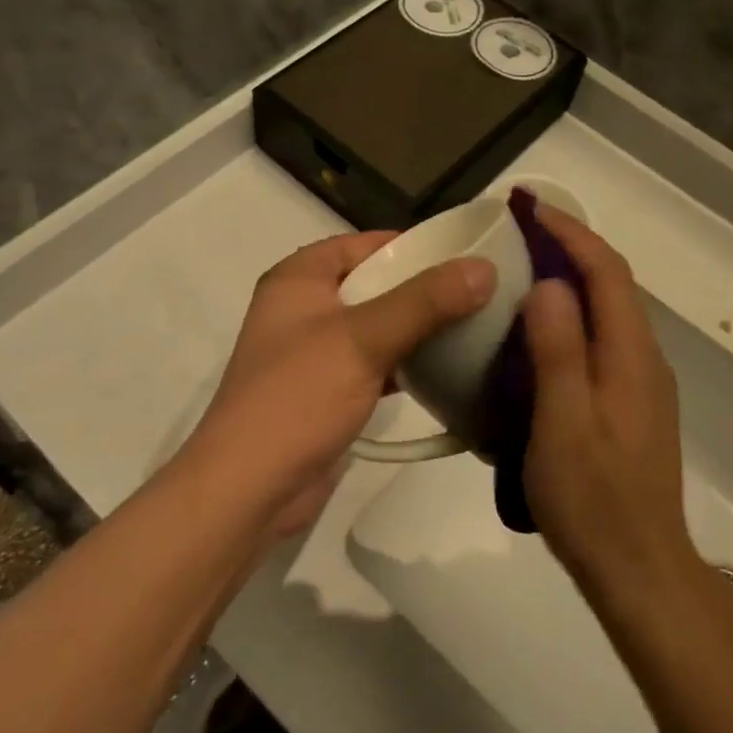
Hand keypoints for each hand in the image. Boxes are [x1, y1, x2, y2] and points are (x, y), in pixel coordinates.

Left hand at [178, 232, 493, 539]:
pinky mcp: (326, 391)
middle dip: (422, 289)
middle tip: (479, 293)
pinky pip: (373, 364)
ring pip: (376, 326)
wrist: (249, 488)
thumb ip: (424, 302)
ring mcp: (314, 352)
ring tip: (472, 327)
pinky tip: (444, 370)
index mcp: (299, 279)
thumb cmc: (298, 397)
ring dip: (416, 329)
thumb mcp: (363, 339)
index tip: (463, 256)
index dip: (411, 246)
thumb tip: (484, 268)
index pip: (363, 244)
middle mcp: (303, 308)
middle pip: (373, 284)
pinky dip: (404, 364)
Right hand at [519, 209, 692, 594]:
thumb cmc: (593, 499)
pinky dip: (573, 316)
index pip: (606, 271)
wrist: (639, 570)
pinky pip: (602, 340)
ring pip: (608, 312)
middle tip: (518, 231)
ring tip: (524, 268)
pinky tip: (540, 333)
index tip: (528, 206)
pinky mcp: (631, 405)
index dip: (569, 232)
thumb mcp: (563, 422)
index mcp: (631, 355)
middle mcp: (645, 358)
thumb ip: (559, 350)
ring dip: (571, 280)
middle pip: (612, 284)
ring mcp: (642, 383)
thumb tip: (549, 284)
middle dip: (569, 247)